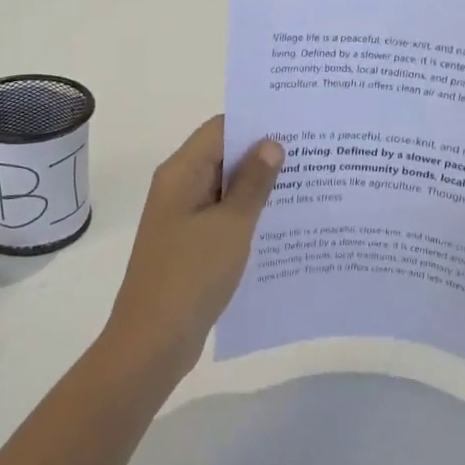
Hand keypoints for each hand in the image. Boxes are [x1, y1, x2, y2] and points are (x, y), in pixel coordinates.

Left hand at [103, 116, 283, 375]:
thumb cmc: (191, 275)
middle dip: (263, 155)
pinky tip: (282, 224)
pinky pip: (223, 217)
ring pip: (225, 189)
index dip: (256, 123)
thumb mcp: (230, 225)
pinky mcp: (190, 245)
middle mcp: (179, 187)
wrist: (153, 341)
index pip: (220, 128)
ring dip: (258, 188)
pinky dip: (248, 215)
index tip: (296, 126)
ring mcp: (183, 218)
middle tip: (312, 155)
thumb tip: (271, 144)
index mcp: (181, 172)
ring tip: (307, 186)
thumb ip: (253, 183)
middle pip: (223, 156)